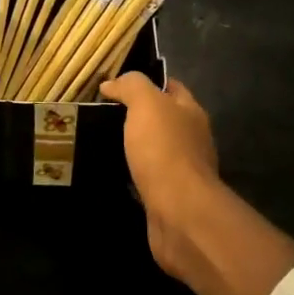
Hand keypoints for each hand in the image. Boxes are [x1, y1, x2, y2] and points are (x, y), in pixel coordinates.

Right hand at [98, 73, 221, 280]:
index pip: (170, 87)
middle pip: (163, 118)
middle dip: (137, 115)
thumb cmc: (164, 150)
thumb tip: (112, 83)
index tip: (115, 84)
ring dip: (134, 146)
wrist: (179, 212)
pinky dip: (133, 173)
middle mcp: (192, 138)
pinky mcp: (170, 196)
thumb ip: (132, 86)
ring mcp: (183, 170)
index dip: (146, 82)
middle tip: (101, 113)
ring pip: (155, 149)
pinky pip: (148, 177)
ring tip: (101, 141)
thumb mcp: (146, 104)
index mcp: (191, 112)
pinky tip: (113, 172)